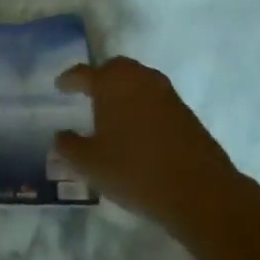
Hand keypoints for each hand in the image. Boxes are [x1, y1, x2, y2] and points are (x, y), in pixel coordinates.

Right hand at [52, 58, 238, 228]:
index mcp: (111, 84)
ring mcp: (167, 94)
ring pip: (139, 81)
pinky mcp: (186, 112)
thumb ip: (69, 146)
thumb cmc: (134, 171)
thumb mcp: (90, 163)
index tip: (60, 86)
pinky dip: (143, 105)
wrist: (199, 191)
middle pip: (116, 68)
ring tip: (113, 110)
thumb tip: (61, 135)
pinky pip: (156, 99)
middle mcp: (139, 80)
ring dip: (124, 90)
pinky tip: (138, 128)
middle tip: (88, 92)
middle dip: (100, 76)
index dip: (69, 80)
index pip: (84, 73)